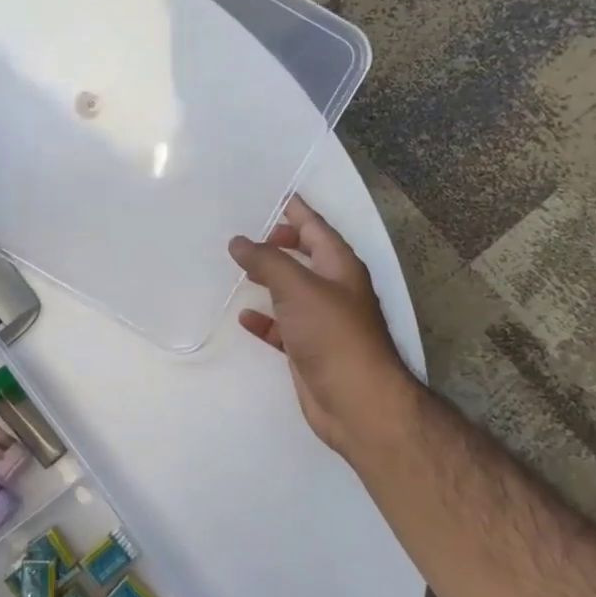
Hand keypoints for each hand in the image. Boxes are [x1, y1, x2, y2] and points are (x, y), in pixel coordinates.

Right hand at [229, 196, 421, 460]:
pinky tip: (245, 315)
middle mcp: (334, 289)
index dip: (297, 211)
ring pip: (292, 291)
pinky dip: (265, 319)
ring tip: (240, 267)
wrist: (356, 401)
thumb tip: (239, 241)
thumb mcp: (298, 288)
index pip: (316, 228)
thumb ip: (267, 261)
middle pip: (305, 257)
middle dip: (280, 243)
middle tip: (250, 232)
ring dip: (269, 279)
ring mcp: (322, 321)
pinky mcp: (309, 349)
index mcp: (340, 267)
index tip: (277, 195)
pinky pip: (283, 326)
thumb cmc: (333, 335)